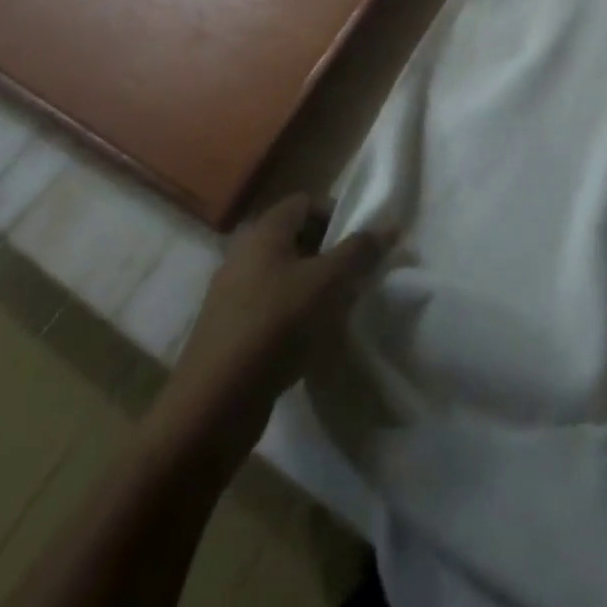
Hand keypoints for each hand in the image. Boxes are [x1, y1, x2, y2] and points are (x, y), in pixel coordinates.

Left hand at [154, 194, 390, 457]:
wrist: (214, 404)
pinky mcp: (231, 329)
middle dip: (330, 252)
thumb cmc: (276, 325)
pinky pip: (272, 306)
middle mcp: (244, 254)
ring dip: (315, 285)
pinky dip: (295, 313)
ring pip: (285, 274)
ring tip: (340, 308)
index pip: (306, 202)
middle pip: (296, 238)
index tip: (361, 242)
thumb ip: (361, 250)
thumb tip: (392, 224)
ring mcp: (233, 293)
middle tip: (356, 275)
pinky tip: (312, 338)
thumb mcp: (328, 283)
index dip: (336, 215)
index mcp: (263, 232)